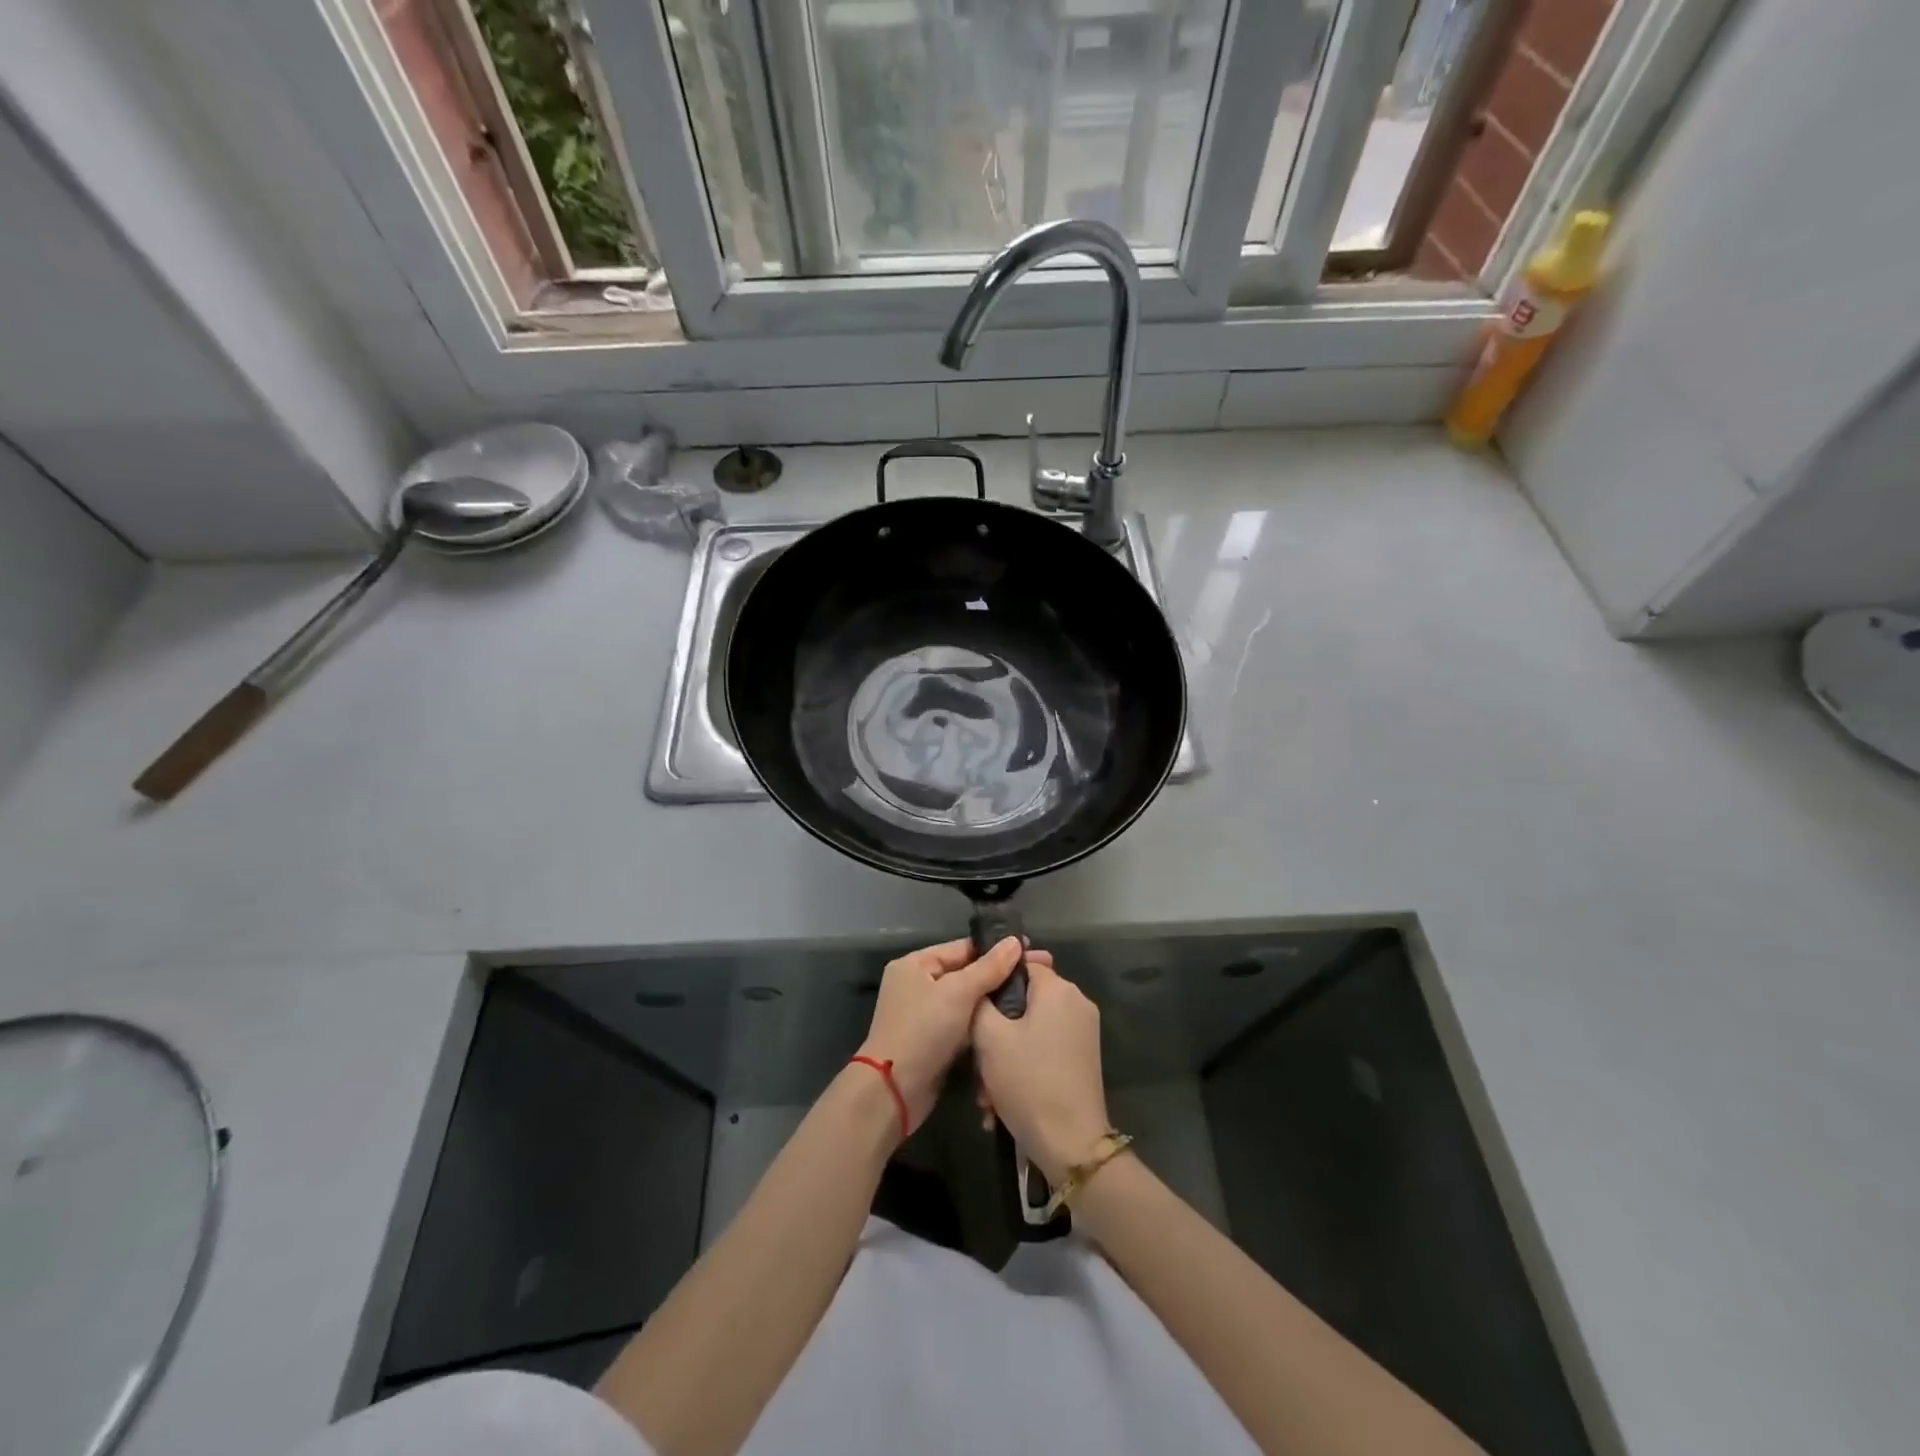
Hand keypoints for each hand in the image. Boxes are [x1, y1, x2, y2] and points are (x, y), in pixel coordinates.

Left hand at [856, 937, 1027, 1131]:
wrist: (894, 1092)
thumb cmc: (923, 1031)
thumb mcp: (957, 993)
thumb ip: (988, 968)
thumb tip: (1015, 941)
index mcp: (915, 965)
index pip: (962, 948)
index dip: (997, 949)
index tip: (1032, 950)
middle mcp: (918, 985)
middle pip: (966, 974)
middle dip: (1000, 976)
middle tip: (1041, 974)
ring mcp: (926, 1015)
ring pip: (968, 1002)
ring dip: (994, 1002)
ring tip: (1033, 998)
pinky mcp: (935, 1042)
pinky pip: (964, 1025)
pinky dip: (984, 1024)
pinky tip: (1013, 1022)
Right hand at [971, 957, 1110, 1184]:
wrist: (1071, 1144)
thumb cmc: (1028, 1081)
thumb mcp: (989, 1037)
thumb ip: (981, 1000)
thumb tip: (983, 985)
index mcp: (1058, 989)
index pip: (1021, 963)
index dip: (994, 980)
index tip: (972, 1003)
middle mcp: (1076, 1003)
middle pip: (1025, 1000)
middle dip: (996, 1028)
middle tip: (976, 1058)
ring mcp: (1083, 1032)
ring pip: (1031, 1029)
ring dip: (1005, 1054)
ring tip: (986, 1092)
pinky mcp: (1083, 1059)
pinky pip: (1044, 1048)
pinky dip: (1023, 1066)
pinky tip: (1002, 1100)